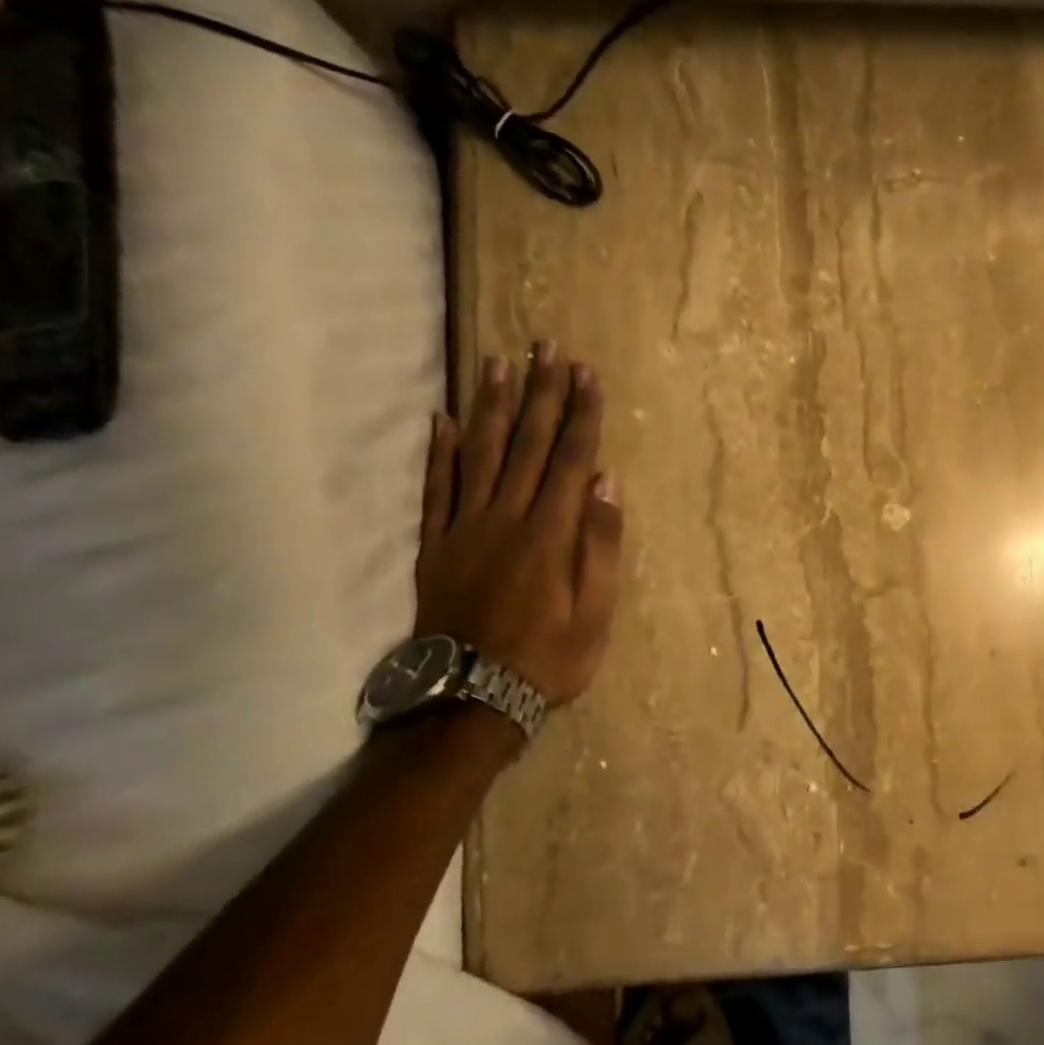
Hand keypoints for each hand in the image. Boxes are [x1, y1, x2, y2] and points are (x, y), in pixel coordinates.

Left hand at [415, 342, 623, 708]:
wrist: (470, 698)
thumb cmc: (548, 658)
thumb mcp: (595, 612)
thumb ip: (601, 545)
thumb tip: (608, 483)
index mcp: (550, 532)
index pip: (571, 458)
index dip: (581, 413)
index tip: (586, 372)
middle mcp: (506, 517)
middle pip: (527, 444)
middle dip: (541, 392)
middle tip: (546, 346)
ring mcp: (464, 528)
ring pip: (480, 453)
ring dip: (492, 405)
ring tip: (498, 362)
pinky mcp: (435, 545)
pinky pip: (435, 488)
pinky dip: (438, 451)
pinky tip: (442, 418)